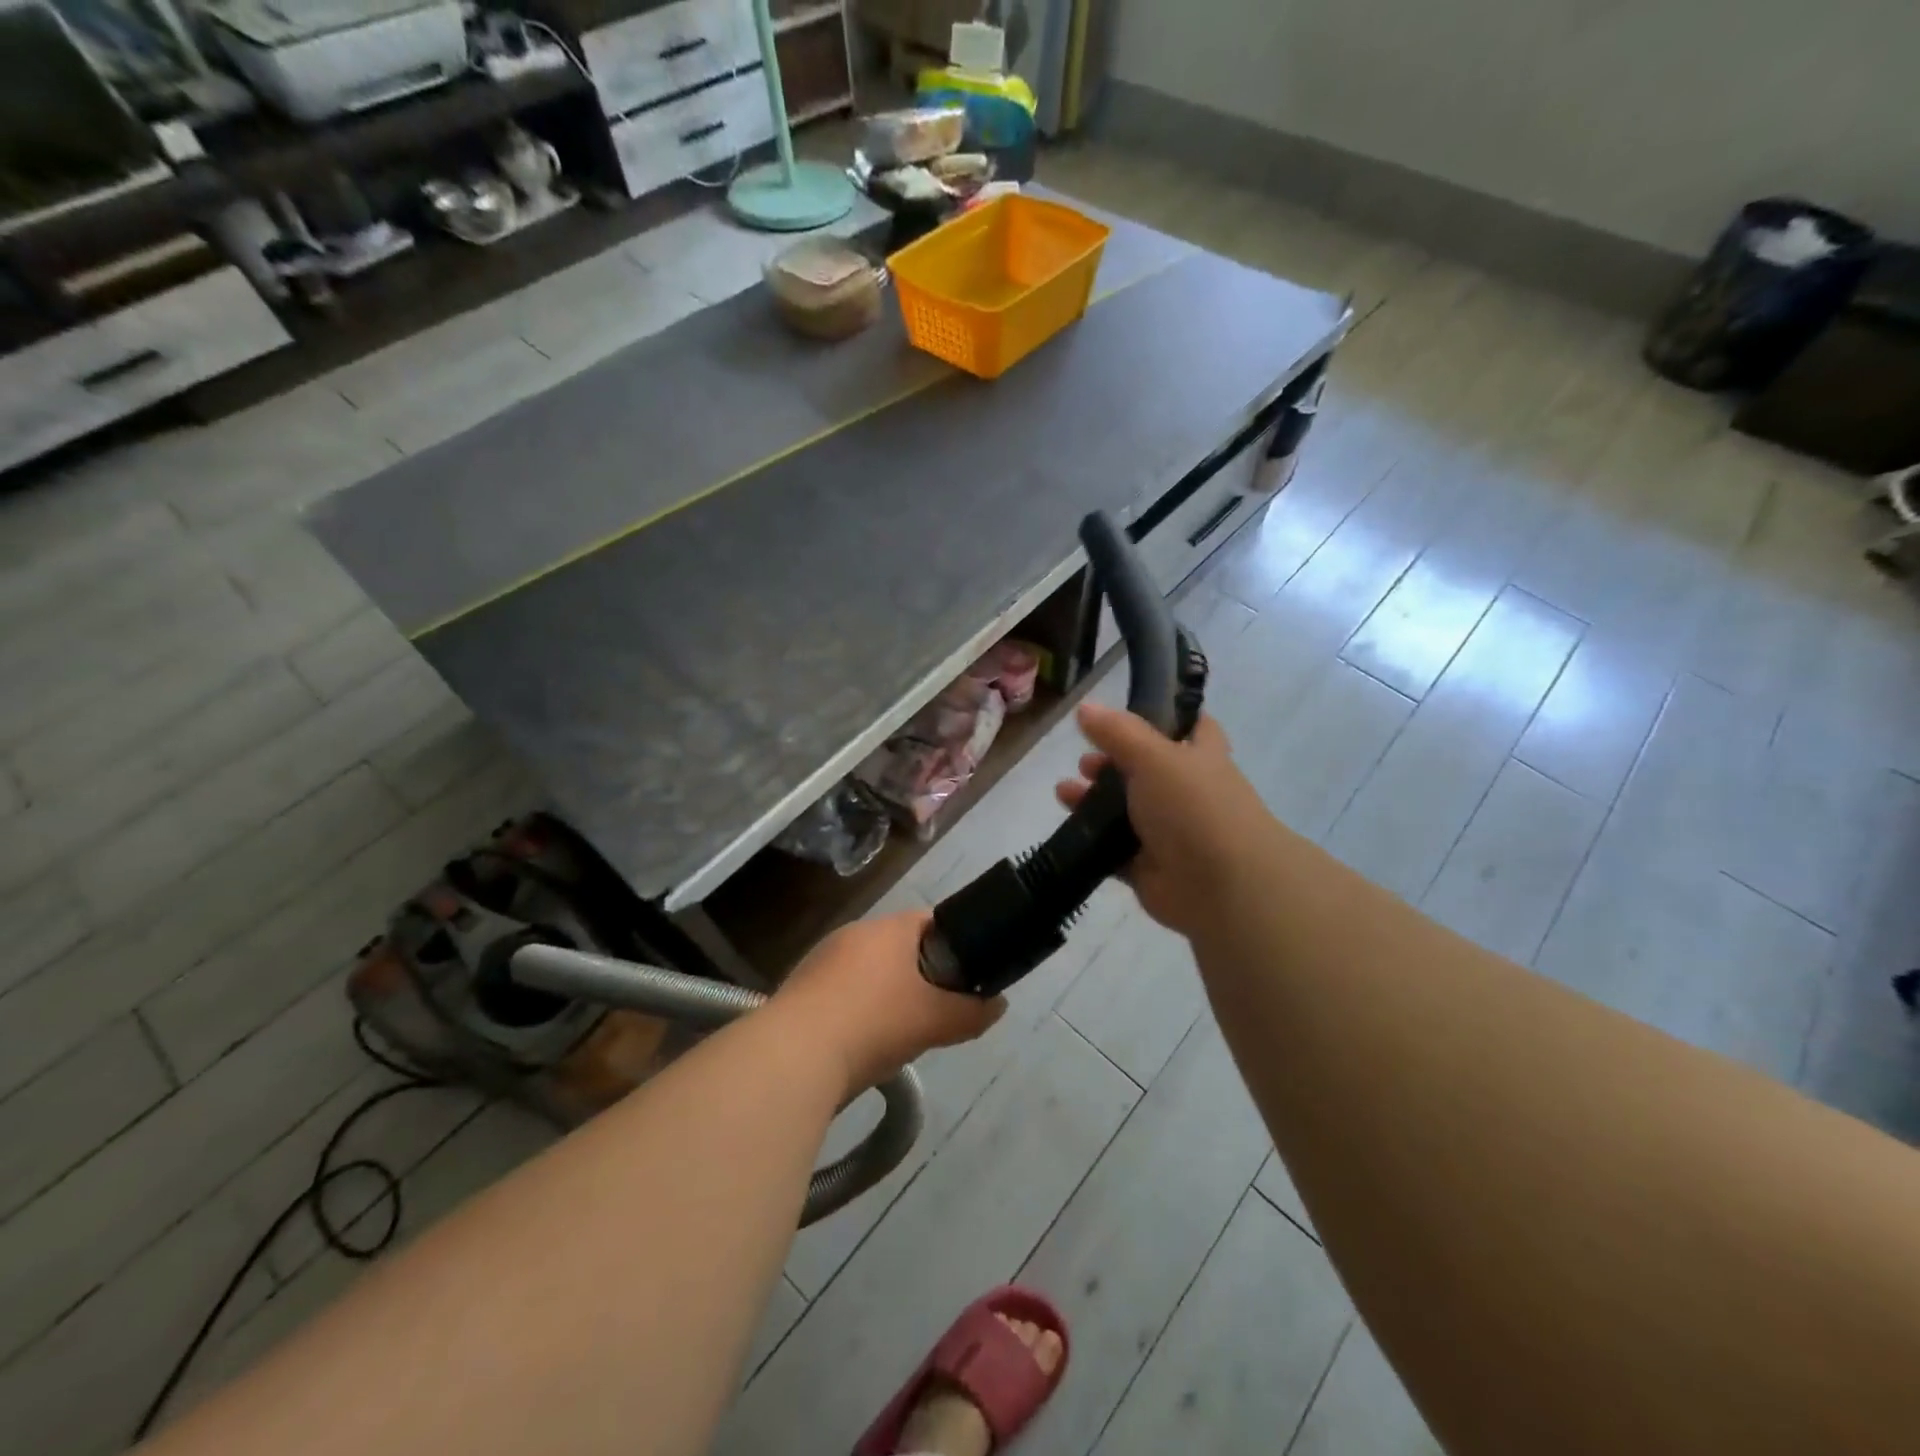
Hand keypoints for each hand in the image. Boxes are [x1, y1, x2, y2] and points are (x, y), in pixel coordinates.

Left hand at [774, 910, 1004, 1093]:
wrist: (793, 1056)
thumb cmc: (873, 1023)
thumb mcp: (934, 1021)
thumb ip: (972, 1012)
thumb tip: (998, 1005)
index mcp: (888, 929)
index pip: (930, 920)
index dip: (954, 942)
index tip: (966, 973)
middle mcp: (853, 934)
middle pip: (899, 946)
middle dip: (920, 974)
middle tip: (936, 1009)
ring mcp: (821, 960)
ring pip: (868, 971)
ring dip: (886, 994)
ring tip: (899, 1033)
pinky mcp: (800, 989)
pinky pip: (841, 992)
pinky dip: (856, 1011)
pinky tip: (860, 1044)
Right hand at [1055, 702, 1277, 936]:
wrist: (1223, 887)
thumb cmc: (1194, 807)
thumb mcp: (1154, 756)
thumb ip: (1118, 732)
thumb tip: (1085, 707)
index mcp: (1200, 758)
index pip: (1189, 727)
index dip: (1164, 716)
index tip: (1128, 711)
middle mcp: (1187, 793)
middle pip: (1145, 771)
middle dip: (1111, 763)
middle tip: (1083, 761)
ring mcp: (1169, 833)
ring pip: (1125, 811)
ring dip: (1094, 800)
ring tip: (1063, 792)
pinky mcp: (1149, 868)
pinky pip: (1114, 850)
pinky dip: (1092, 841)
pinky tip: (1068, 829)